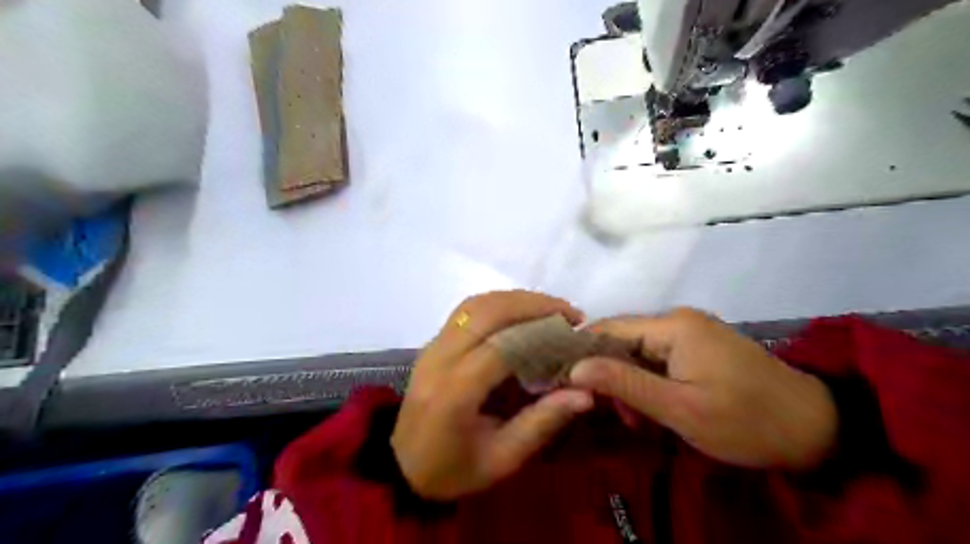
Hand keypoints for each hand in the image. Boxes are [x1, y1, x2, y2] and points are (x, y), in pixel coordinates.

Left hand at [392, 291, 590, 499]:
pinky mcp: (433, 343)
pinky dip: (498, 303)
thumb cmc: (453, 470)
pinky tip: (520, 312)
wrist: (402, 467)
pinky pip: (466, 311)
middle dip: (532, 304)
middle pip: (486, 313)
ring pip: (475, 304)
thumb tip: (585, 392)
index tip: (575, 331)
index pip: (501, 346)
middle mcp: (439, 360)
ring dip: (516, 299)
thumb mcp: (502, 459)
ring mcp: (432, 347)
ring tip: (550, 309)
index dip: (540, 332)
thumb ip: (542, 422)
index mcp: (454, 393)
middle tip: (569, 313)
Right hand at [570, 309, 837, 468]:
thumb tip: (575, 367)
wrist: (817, 430)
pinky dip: (648, 383)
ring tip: (633, 420)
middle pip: (622, 340)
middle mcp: (678, 320)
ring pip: (639, 352)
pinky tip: (652, 409)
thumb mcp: (680, 408)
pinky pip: (659, 359)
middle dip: (608, 375)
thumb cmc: (746, 421)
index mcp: (673, 326)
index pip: (608, 329)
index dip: (581, 353)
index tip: (563, 381)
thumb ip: (624, 384)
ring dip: (628, 383)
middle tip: (606, 413)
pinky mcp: (700, 348)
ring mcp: (691, 333)